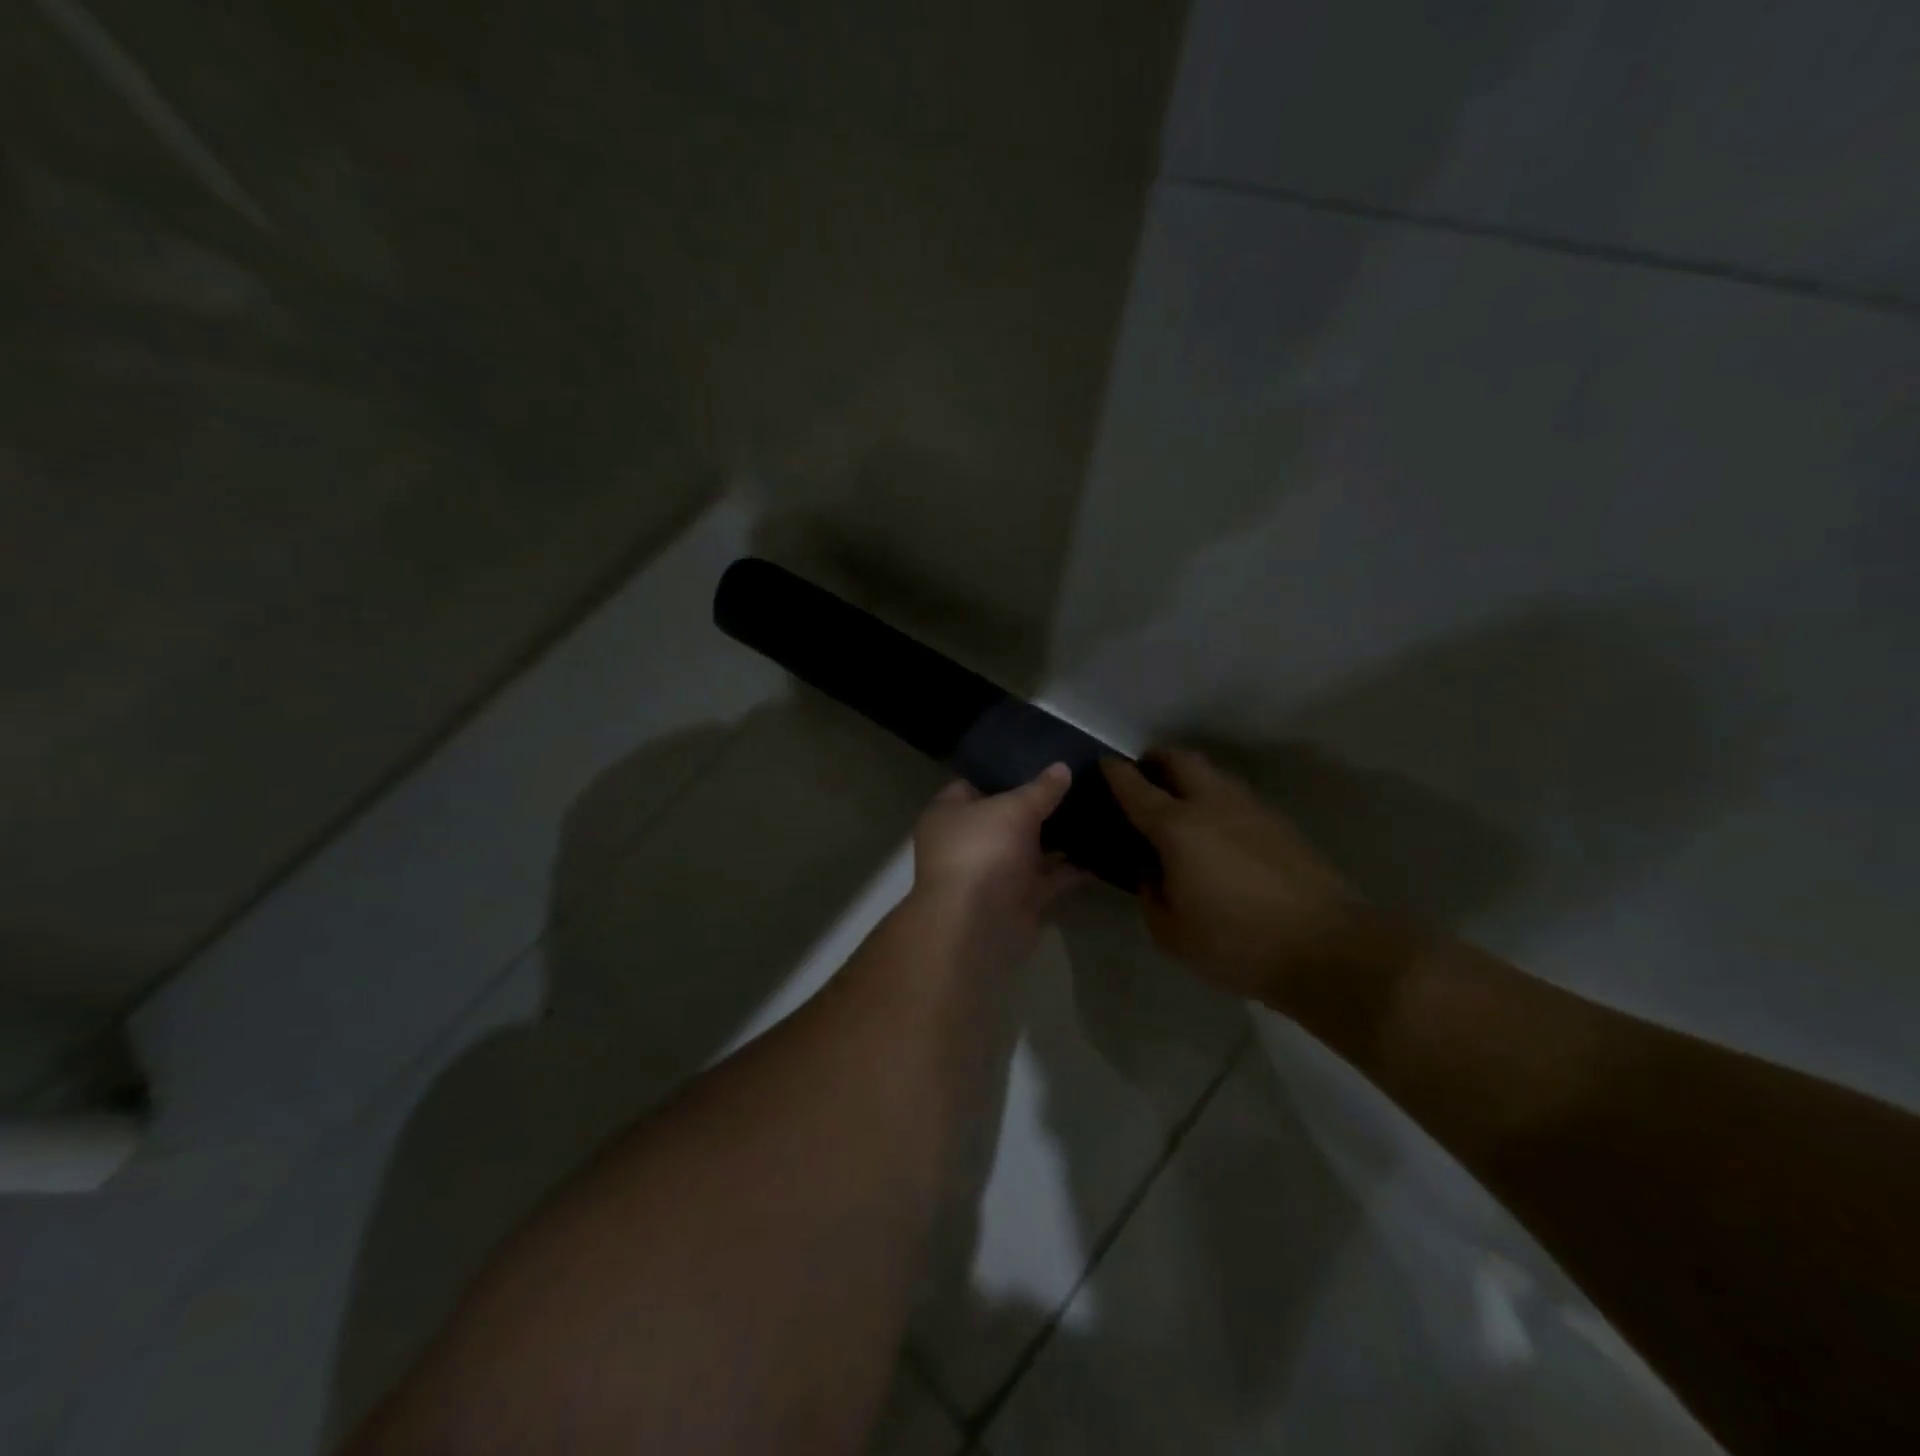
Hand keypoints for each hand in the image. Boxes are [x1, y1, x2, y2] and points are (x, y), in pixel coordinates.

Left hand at [908, 764, 1084, 965]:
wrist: (977, 926)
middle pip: (1007, 816)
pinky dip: (1072, 867)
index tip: (1041, 759)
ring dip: (1059, 836)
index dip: (1005, 771)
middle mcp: (970, 841)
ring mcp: (995, 871)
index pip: (976, 783)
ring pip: (1031, 847)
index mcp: (950, 813)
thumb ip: (1040, 790)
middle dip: (1039, 804)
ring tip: (1096, 809)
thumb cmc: (982, 852)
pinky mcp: (1020, 898)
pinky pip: (1050, 877)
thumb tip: (1062, 768)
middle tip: (1078, 781)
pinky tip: (1102, 849)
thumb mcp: (1013, 809)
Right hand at [1102, 748, 1363, 997]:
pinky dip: (1215, 798)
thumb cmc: (1237, 942)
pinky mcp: (1280, 823)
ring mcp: (1252, 809)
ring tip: (1177, 801)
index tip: (1104, 763)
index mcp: (1177, 827)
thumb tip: (1151, 868)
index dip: (1115, 772)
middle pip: (1180, 760)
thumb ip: (1149, 892)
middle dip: (1156, 760)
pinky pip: (1235, 796)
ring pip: (1213, 774)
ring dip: (1189, 776)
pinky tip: (1215, 828)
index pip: (1136, 787)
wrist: (1328, 948)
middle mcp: (1212, 804)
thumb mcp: (1171, 931)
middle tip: (1143, 774)